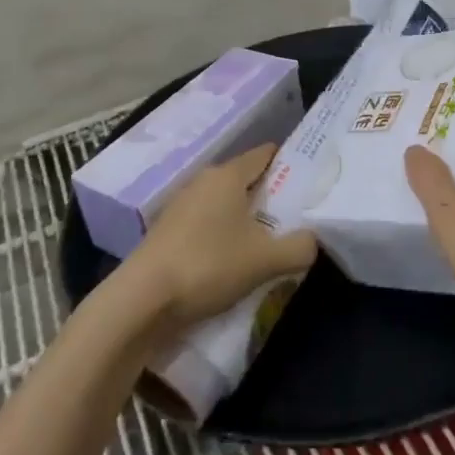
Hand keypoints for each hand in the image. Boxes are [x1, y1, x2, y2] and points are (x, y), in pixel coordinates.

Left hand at [113, 144, 316, 337]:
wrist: (142, 300)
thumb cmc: (208, 265)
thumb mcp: (266, 260)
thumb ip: (299, 247)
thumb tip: (313, 241)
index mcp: (228, 175)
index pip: (265, 154)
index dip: (290, 163)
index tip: (311, 181)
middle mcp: (203, 181)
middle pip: (246, 180)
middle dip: (270, 196)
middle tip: (296, 217)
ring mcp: (181, 206)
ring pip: (225, 204)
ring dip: (246, 219)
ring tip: (269, 242)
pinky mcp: (167, 231)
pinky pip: (207, 224)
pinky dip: (223, 235)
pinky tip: (233, 260)